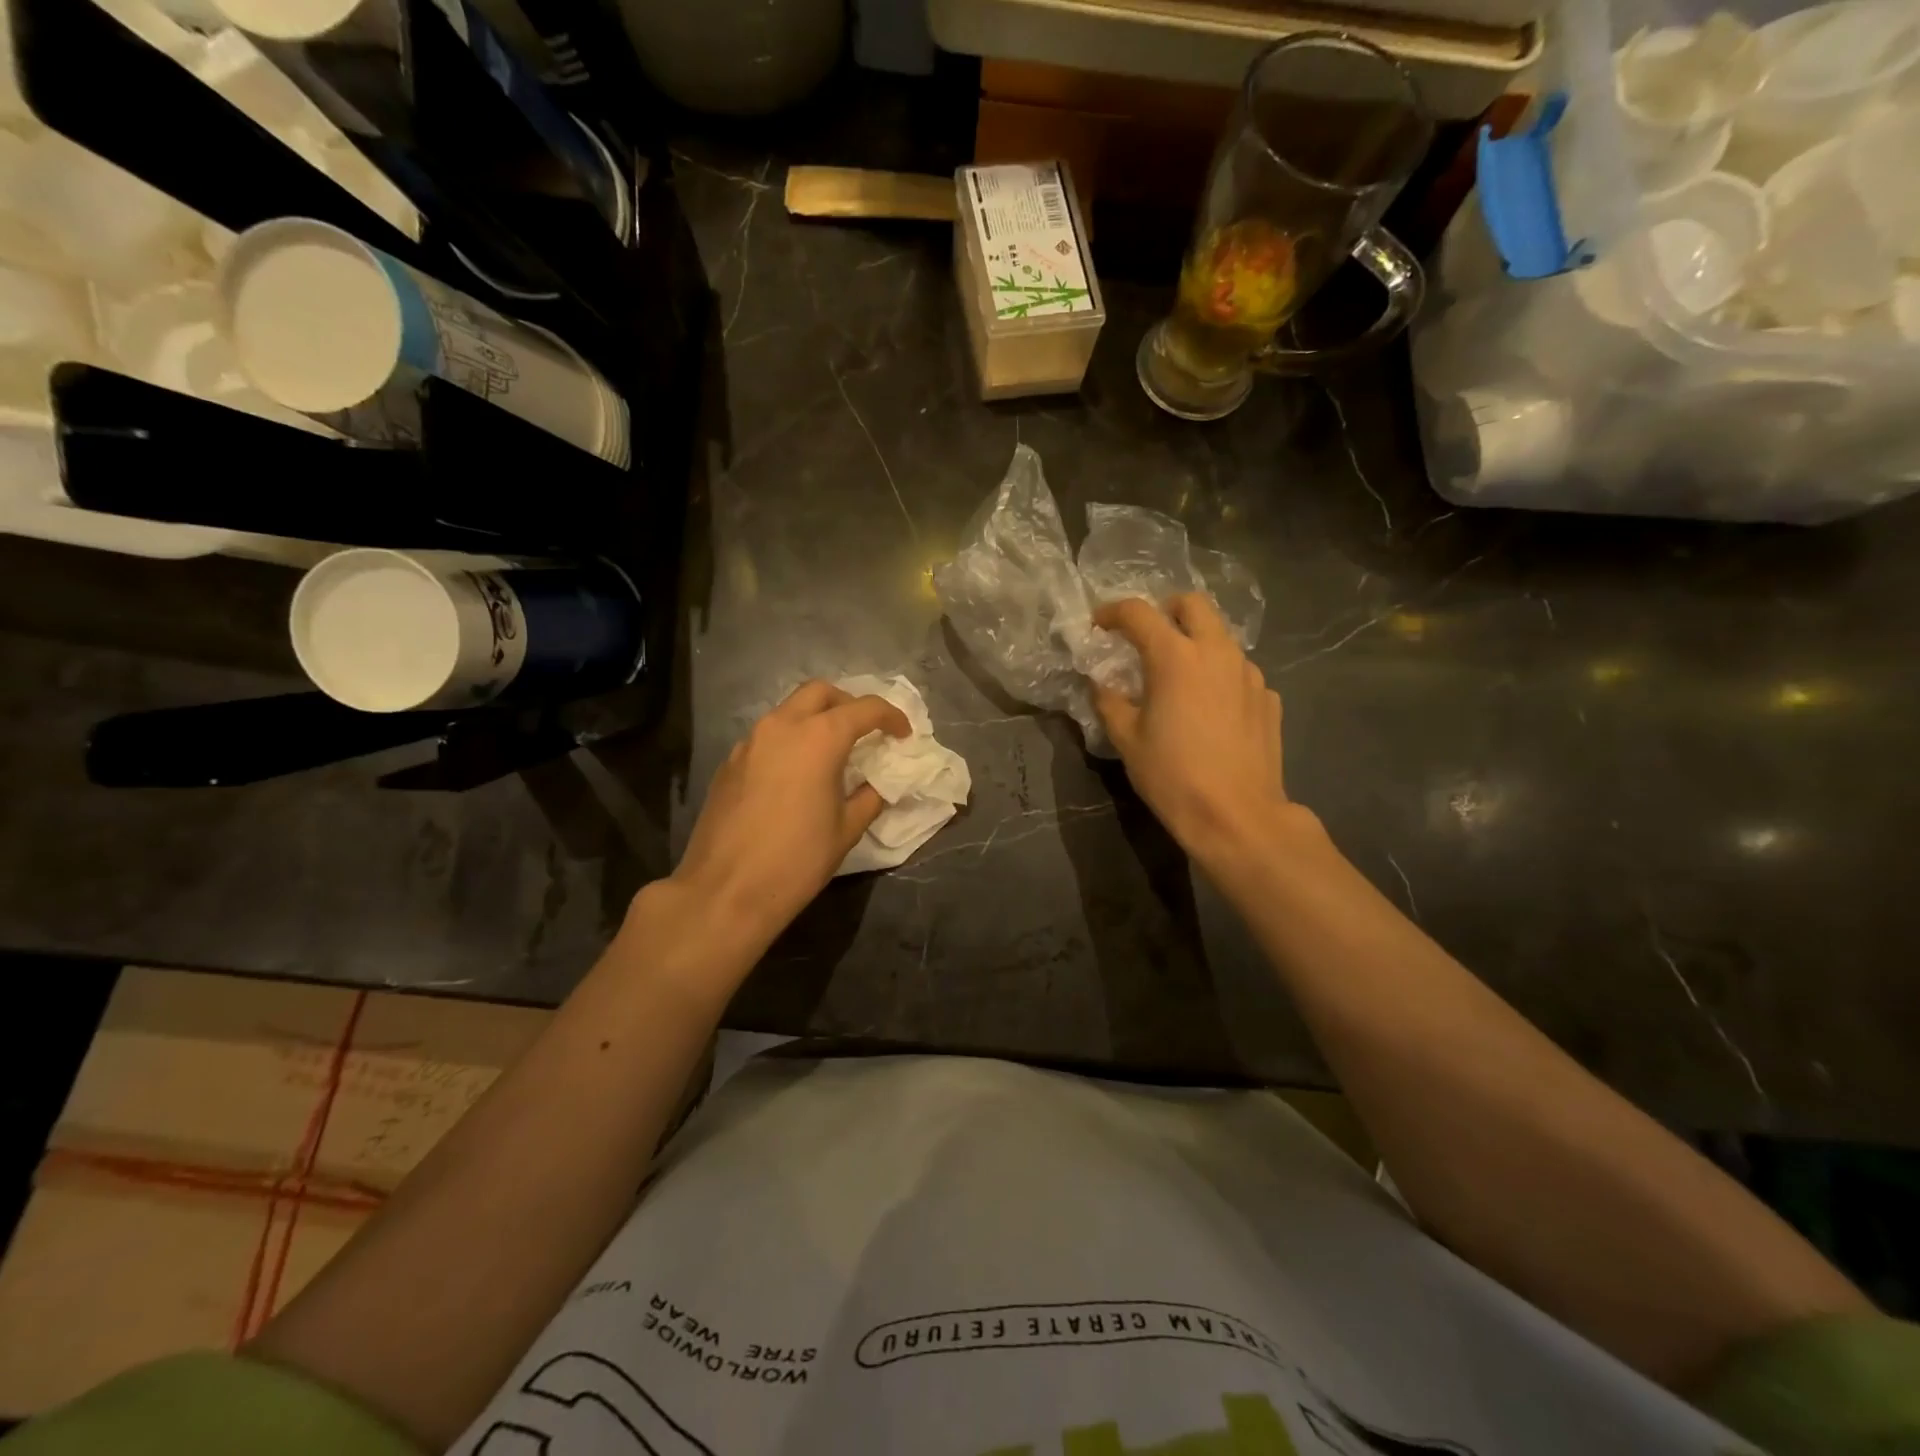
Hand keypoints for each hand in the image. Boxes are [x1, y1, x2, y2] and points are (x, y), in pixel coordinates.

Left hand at [667, 680, 909, 952]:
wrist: (725, 892)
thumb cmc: (797, 860)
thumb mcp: (847, 829)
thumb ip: (870, 795)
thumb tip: (879, 782)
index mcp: (818, 738)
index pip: (864, 709)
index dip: (890, 717)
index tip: (903, 734)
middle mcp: (781, 727)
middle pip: (820, 693)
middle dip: (848, 703)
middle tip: (865, 731)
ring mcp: (750, 742)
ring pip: (789, 710)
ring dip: (816, 719)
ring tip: (833, 751)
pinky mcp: (730, 762)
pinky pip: (767, 736)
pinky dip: (790, 740)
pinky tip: (797, 774)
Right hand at [1094, 595, 1302, 875]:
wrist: (1237, 816)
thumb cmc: (1172, 776)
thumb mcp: (1127, 740)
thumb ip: (1110, 702)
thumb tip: (1102, 684)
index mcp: (1175, 657)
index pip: (1139, 613)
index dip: (1112, 612)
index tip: (1099, 625)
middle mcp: (1216, 652)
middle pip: (1193, 604)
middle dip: (1165, 610)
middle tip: (1147, 637)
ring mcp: (1249, 673)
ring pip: (1220, 637)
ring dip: (1196, 643)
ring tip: (1180, 678)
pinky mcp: (1269, 698)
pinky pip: (1239, 672)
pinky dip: (1219, 677)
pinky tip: (1210, 710)